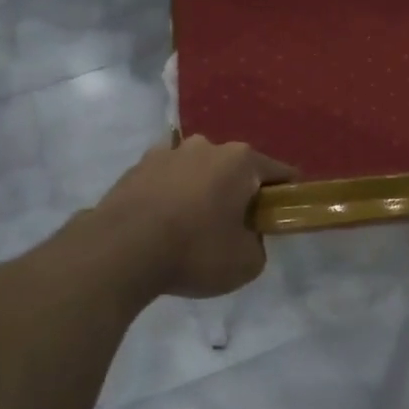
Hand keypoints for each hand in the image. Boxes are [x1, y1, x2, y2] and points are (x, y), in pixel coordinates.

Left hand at [92, 137, 296, 297]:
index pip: (279, 172)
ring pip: (198, 170)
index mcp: (241, 160)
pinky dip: (170, 194)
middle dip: (239, 191)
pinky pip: (166, 179)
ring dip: (202, 190)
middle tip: (236, 226)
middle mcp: (207, 145)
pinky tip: (164, 222)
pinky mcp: (136, 167)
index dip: (287, 194)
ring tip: (193, 225)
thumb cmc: (195, 251)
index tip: (284, 214)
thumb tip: (247, 236)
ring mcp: (168, 152)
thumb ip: (258, 245)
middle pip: (235, 168)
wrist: (121, 250)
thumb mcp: (247, 263)